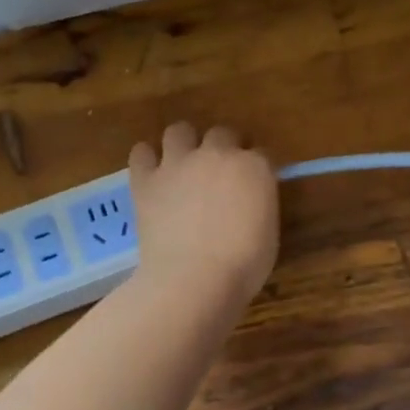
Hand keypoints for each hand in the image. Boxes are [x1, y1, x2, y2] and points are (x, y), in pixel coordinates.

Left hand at [129, 123, 279, 302]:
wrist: (194, 279)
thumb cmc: (243, 265)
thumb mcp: (268, 233)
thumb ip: (258, 205)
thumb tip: (247, 202)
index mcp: (255, 167)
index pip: (261, 153)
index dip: (256, 168)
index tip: (254, 184)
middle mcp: (218, 154)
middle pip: (222, 134)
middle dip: (223, 148)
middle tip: (219, 174)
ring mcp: (179, 163)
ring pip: (179, 131)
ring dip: (183, 143)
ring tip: (182, 165)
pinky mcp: (146, 179)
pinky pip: (141, 153)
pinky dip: (146, 159)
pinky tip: (151, 174)